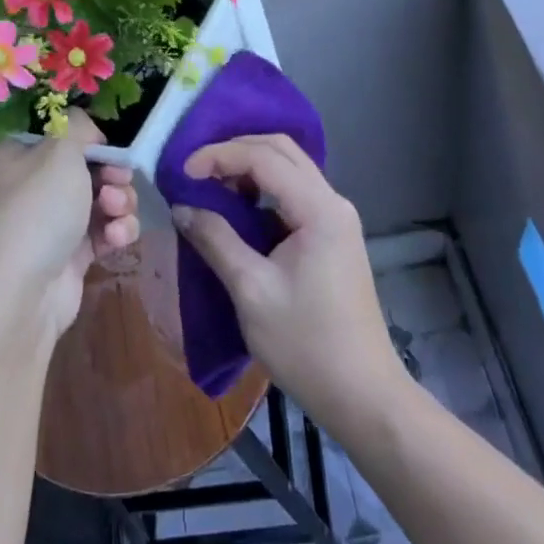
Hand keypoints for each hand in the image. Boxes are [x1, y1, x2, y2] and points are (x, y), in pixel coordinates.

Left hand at [0, 110, 139, 344]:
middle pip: (88, 167)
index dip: (89, 140)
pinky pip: (104, 231)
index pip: (60, 135)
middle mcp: (30, 186)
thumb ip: (79, 127)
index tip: (107, 150)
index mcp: (16, 156)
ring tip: (116, 214)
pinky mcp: (70, 254)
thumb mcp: (59, 151)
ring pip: (102, 199)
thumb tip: (88, 131)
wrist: (18, 297)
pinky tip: (117, 240)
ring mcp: (50, 223)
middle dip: (112, 174)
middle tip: (116, 183)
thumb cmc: (36, 211)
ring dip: (120, 203)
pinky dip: (117, 231)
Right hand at [172, 135, 402, 433]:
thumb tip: (182, 208)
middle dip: (235, 151)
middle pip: (282, 151)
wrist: (360, 392)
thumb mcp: (251, 290)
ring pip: (289, 170)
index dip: (220, 156)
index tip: (183, 174)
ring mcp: (336, 218)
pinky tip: (237, 208)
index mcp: (320, 209)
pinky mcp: (332, 236)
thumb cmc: (305, 343)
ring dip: (249, 168)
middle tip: (196, 172)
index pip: (265, 157)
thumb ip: (216, 240)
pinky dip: (262, 191)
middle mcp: (333, 202)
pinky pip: (294, 195)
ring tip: (210, 186)